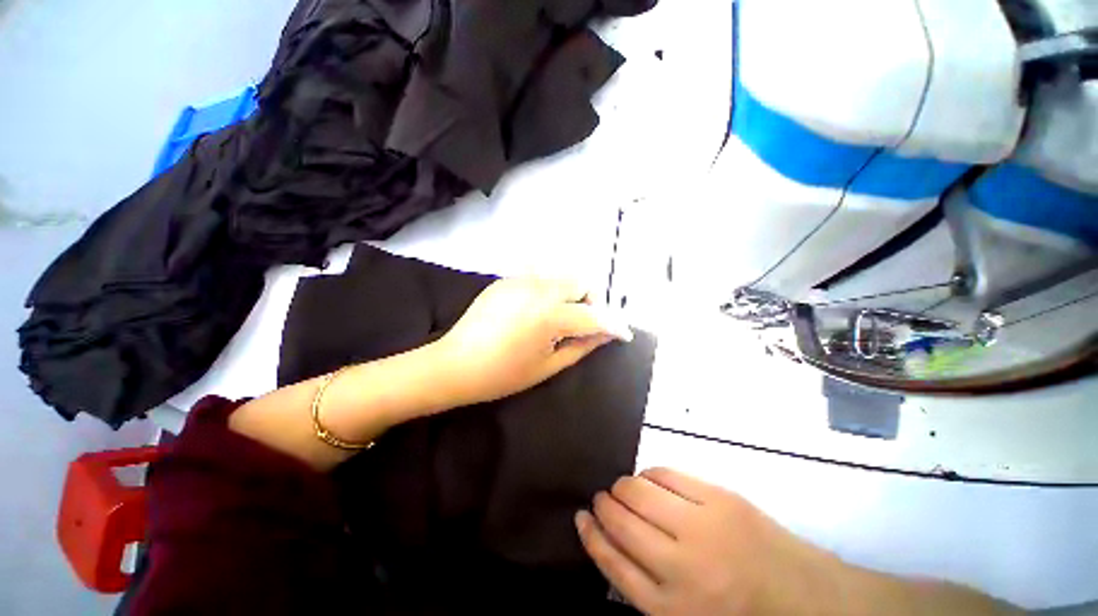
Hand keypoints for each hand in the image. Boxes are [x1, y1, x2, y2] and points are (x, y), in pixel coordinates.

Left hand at [434, 277, 632, 405]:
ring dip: (571, 294)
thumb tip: (607, 334)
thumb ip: (582, 346)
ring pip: (561, 277)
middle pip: (581, 282)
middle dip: (591, 302)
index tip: (623, 334)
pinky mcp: (506, 280)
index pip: (595, 315)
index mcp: (550, 315)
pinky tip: (538, 311)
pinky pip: (539, 278)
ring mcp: (519, 280)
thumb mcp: (548, 366)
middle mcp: (538, 289)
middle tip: (585, 324)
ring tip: (561, 318)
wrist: (454, 365)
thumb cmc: (502, 375)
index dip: (614, 325)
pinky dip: (550, 291)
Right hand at [575, 468, 845, 615]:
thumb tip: (610, 538)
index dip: (591, 536)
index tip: (581, 517)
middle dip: (604, 505)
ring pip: (639, 492)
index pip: (613, 563)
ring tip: (623, 488)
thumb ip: (646, 586)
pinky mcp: (720, 497)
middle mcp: (681, 567)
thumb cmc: (740, 613)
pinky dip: (650, 474)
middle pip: (622, 522)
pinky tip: (649, 480)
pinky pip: (667, 474)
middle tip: (602, 499)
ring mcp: (702, 526)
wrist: (805, 598)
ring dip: (623, 486)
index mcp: (672, 609)